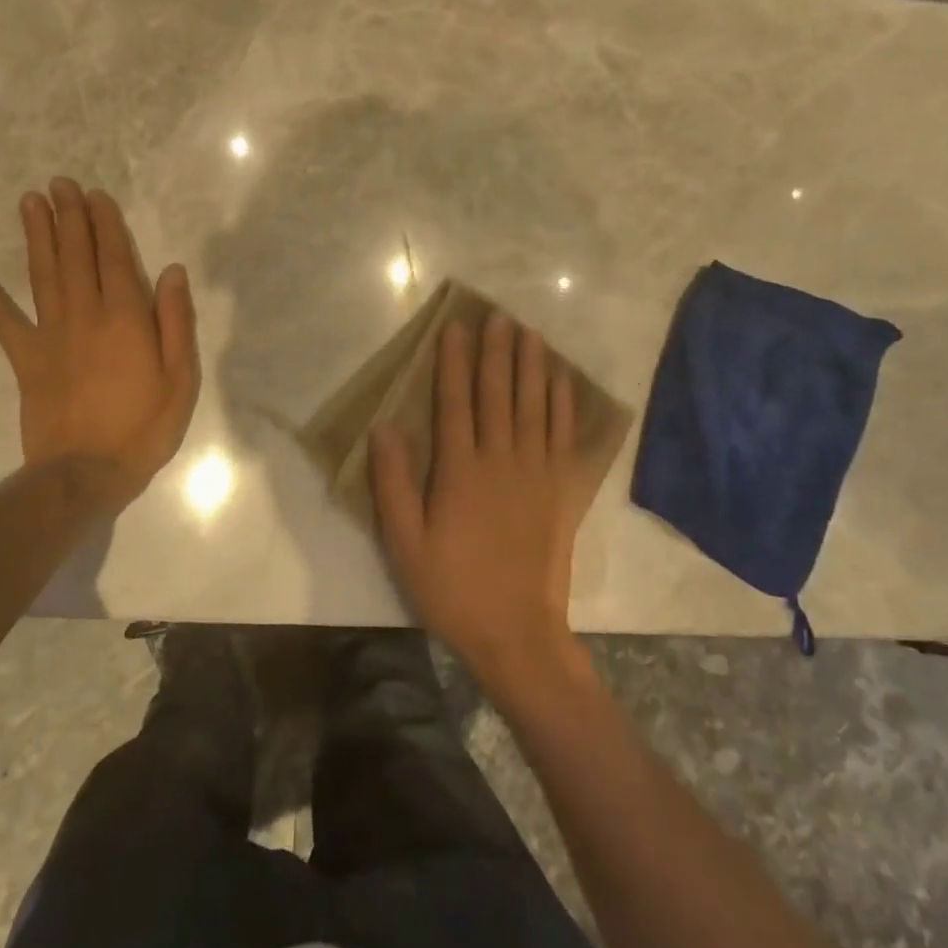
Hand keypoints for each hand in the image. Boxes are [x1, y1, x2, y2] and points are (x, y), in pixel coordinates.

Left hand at [0, 179, 199, 503]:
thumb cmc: (144, 427)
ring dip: (37, 235)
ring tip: (30, 201)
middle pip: (76, 256)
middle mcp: (85, 315)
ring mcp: (50, 335)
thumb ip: (176, 321)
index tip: (95, 195)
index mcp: (126, 318)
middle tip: (60, 183)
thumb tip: (171, 272)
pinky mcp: (25, 358)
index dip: (105, 224)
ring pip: (43, 274)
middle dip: (69, 217)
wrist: (85, 473)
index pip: (114, 258)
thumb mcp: (180, 378)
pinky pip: (2, 318)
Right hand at [370, 311, 596, 695]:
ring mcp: (536, 472)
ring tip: (530, 332)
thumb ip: (394, 483)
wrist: (517, 632)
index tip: (456, 327)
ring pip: (534, 405)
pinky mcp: (561, 489)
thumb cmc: (453, 587)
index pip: (456, 401)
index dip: (454, 361)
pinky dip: (563, 403)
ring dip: (532, 365)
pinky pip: (563, 434)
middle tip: (498, 315)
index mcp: (460, 470)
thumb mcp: (405, 543)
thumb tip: (384, 427)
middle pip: (498, 393)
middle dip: (496, 351)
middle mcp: (501, 460)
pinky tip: (561, 379)